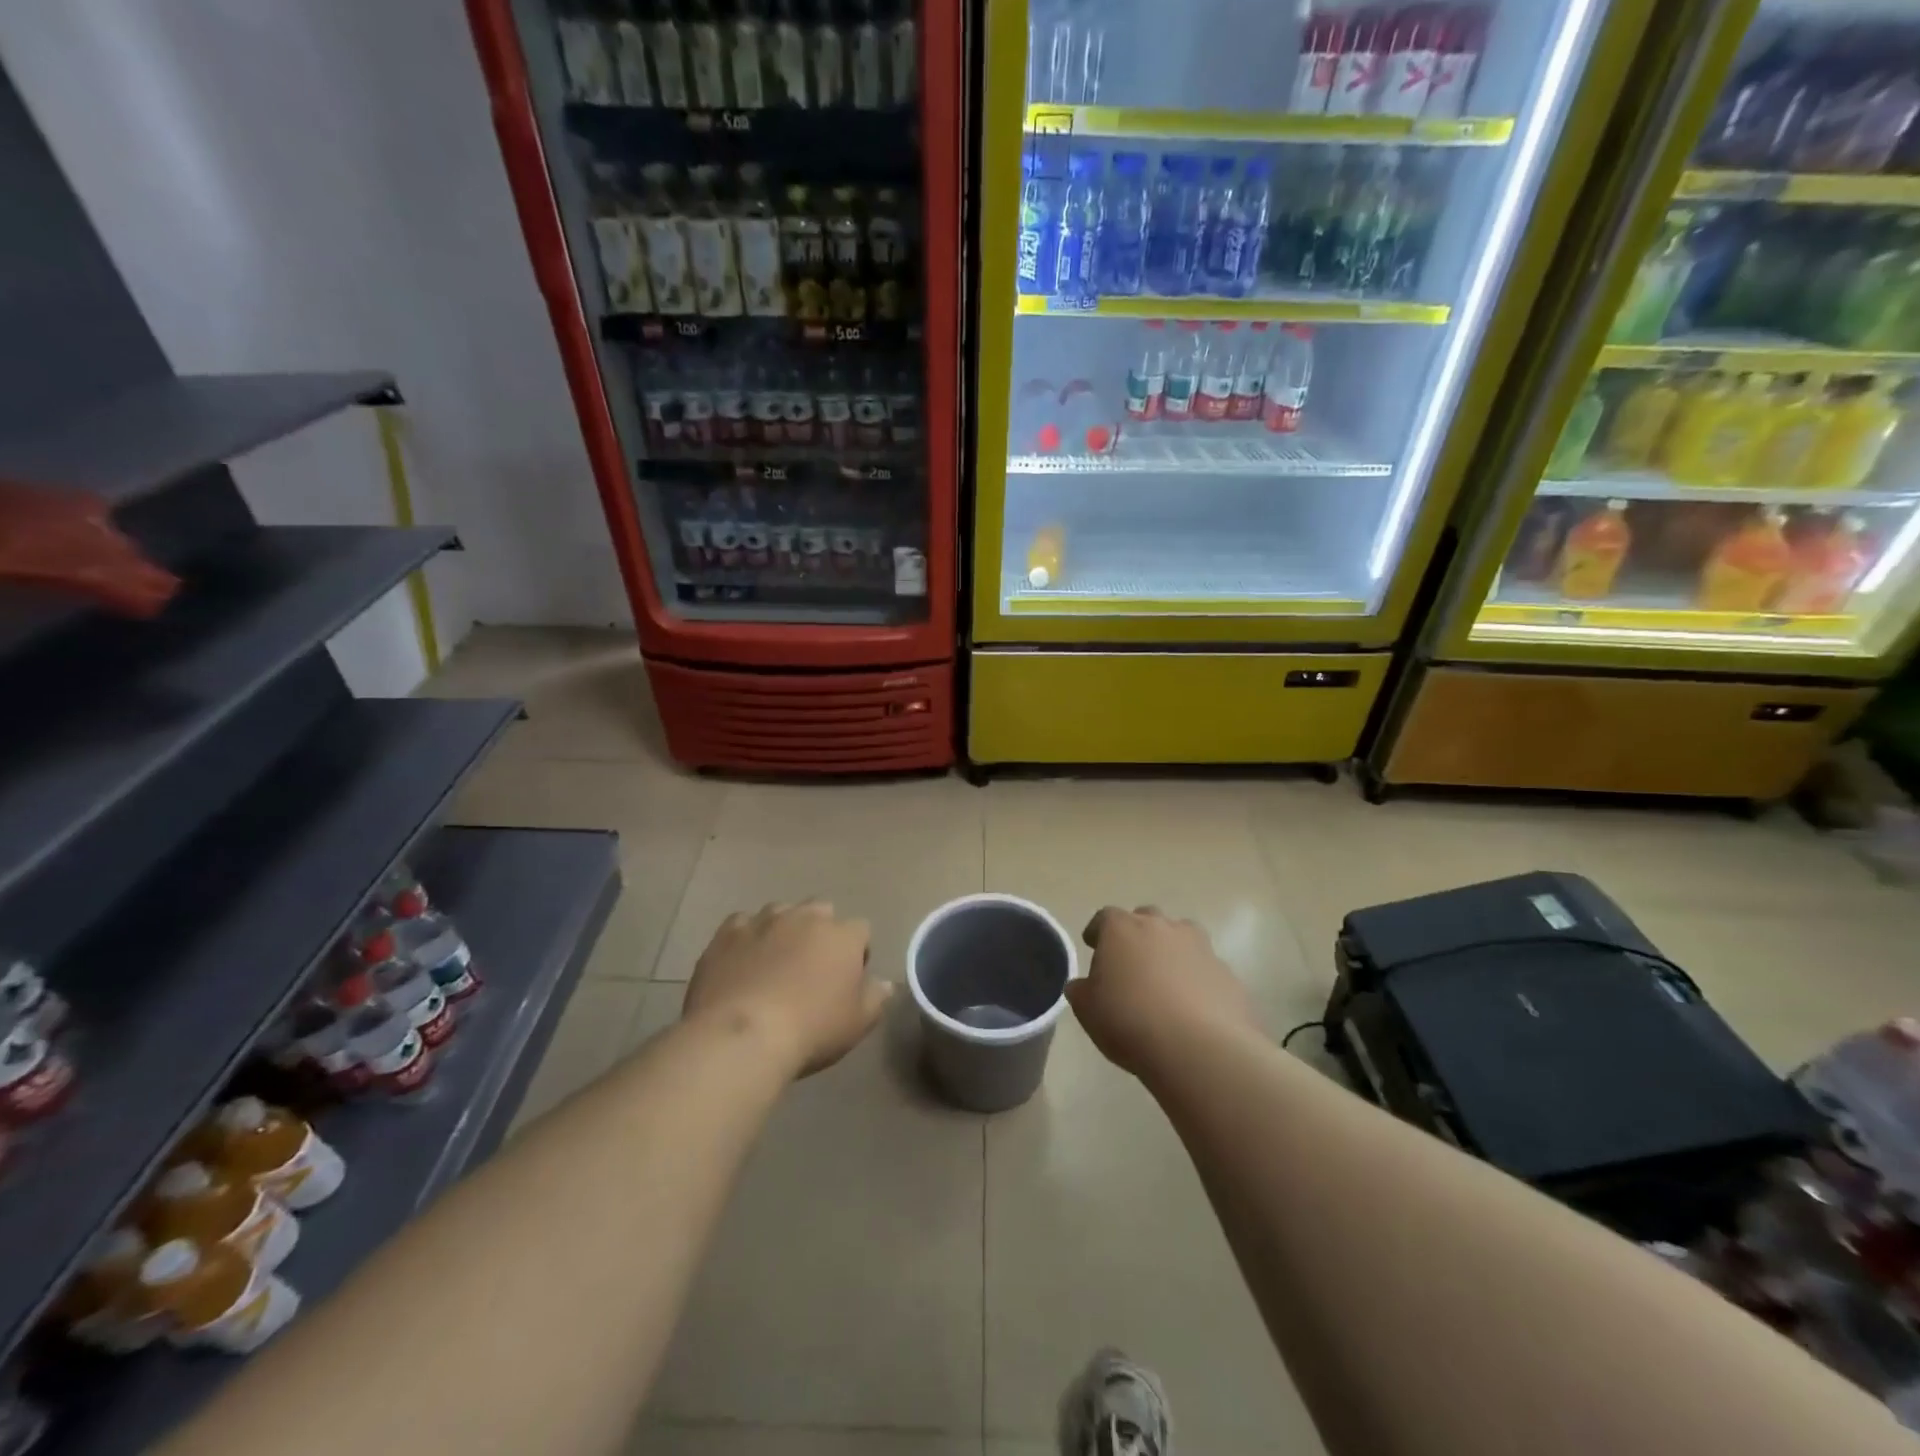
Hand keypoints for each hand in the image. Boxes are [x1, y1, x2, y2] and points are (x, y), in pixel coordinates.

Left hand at [683, 901, 890, 1078]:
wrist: (741, 1035)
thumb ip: (876, 997)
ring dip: (783, 931)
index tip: (848, 980)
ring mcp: (764, 920)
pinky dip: (746, 938)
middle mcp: (806, 916)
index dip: (857, 953)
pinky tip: (741, 963)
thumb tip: (884, 983)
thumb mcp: (858, 1023)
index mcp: (843, 935)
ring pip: (781, 913)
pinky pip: (742, 925)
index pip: (861, 931)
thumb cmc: (811, 1030)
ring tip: (774, 964)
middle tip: (812, 968)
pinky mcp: (727, 932)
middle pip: (821, 912)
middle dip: (821, 933)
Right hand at [1067, 907, 1256, 1077]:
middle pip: (1146, 919)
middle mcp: (1162, 927)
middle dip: (1137, 936)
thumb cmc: (1130, 1021)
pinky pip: (1204, 969)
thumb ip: (1081, 991)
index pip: (1105, 917)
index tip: (1093, 946)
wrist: (1198, 1048)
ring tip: (1165, 981)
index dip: (1098, 932)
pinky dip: (1196, 979)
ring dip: (1171, 951)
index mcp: (1122, 929)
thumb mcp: (1088, 1011)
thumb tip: (1082, 985)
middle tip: (1130, 963)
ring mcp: (1199, 947)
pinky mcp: (1226, 973)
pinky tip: (1192, 1007)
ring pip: (1181, 937)